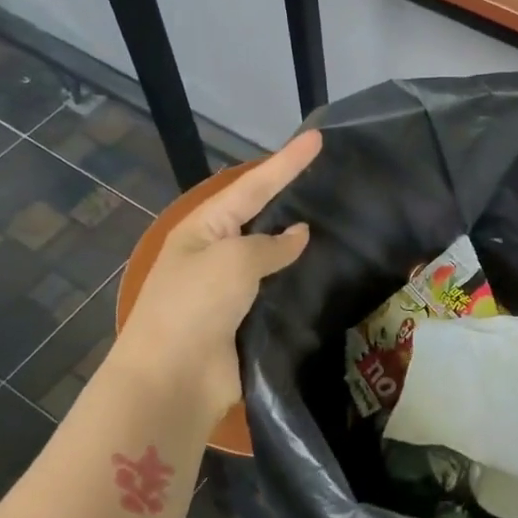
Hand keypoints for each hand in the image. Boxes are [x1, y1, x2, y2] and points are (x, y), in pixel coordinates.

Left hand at [108, 130, 321, 428]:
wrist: (174, 379)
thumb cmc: (194, 305)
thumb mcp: (233, 261)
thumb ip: (271, 245)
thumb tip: (300, 235)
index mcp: (205, 228)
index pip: (254, 186)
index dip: (287, 163)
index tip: (318, 139)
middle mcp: (218, 253)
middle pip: (264, 218)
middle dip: (295, 199)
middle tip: (335, 179)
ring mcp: (234, 289)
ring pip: (276, 257)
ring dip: (304, 245)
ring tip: (344, 223)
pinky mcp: (250, 321)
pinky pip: (282, 293)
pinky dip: (304, 283)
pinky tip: (333, 274)